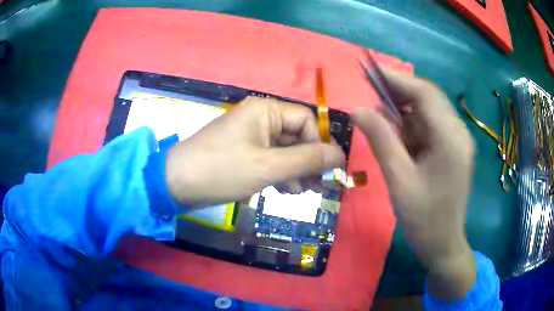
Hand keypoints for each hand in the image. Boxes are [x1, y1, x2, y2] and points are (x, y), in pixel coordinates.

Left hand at [165, 97, 344, 206]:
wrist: (177, 184)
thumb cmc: (221, 170)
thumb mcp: (267, 166)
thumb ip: (306, 160)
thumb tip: (339, 155)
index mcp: (266, 111)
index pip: (306, 121)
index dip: (321, 144)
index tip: (331, 170)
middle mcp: (261, 119)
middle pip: (297, 136)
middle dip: (309, 162)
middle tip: (320, 187)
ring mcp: (251, 137)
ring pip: (286, 151)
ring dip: (297, 171)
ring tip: (301, 192)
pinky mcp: (245, 153)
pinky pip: (272, 160)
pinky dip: (281, 174)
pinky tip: (285, 191)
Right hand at [353, 71, 475, 300]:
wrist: (443, 245)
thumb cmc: (423, 218)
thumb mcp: (398, 180)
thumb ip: (380, 140)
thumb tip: (357, 109)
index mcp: (450, 138)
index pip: (425, 93)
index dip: (397, 79)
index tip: (371, 73)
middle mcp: (459, 133)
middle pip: (429, 99)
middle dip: (400, 95)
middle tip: (372, 101)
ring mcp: (459, 141)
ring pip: (430, 112)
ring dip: (406, 114)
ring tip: (384, 126)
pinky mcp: (455, 149)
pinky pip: (433, 127)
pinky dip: (414, 128)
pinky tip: (402, 141)